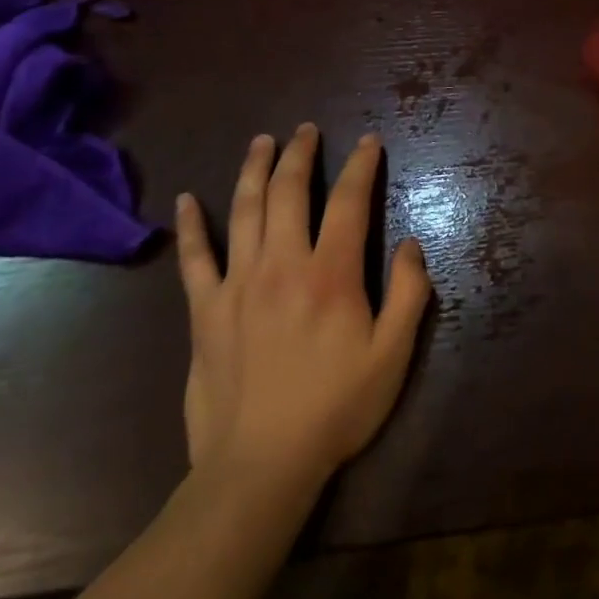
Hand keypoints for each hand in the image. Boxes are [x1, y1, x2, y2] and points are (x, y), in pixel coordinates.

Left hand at [174, 125, 430, 491]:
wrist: (259, 468)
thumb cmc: (335, 408)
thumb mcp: (393, 356)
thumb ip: (409, 294)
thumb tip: (411, 243)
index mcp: (331, 274)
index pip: (350, 202)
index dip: (361, 166)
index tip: (368, 141)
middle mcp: (283, 265)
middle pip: (290, 192)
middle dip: (301, 154)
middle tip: (307, 129)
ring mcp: (238, 285)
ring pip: (245, 211)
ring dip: (254, 170)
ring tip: (263, 141)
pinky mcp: (205, 311)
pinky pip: (194, 259)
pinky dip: (191, 226)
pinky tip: (187, 200)